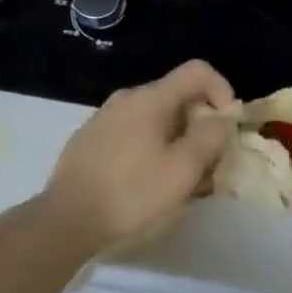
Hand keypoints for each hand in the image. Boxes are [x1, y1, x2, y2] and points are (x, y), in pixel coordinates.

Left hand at [44, 60, 238, 251]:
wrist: (64, 221)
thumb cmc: (130, 193)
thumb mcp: (182, 170)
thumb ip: (210, 138)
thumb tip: (221, 119)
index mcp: (150, 98)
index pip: (197, 71)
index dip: (222, 90)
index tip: (228, 125)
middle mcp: (127, 99)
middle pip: (178, 98)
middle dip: (201, 125)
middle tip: (210, 163)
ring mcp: (104, 119)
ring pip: (156, 119)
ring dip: (178, 141)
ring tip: (182, 181)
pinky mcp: (90, 141)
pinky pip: (134, 134)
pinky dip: (152, 150)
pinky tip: (149, 184)